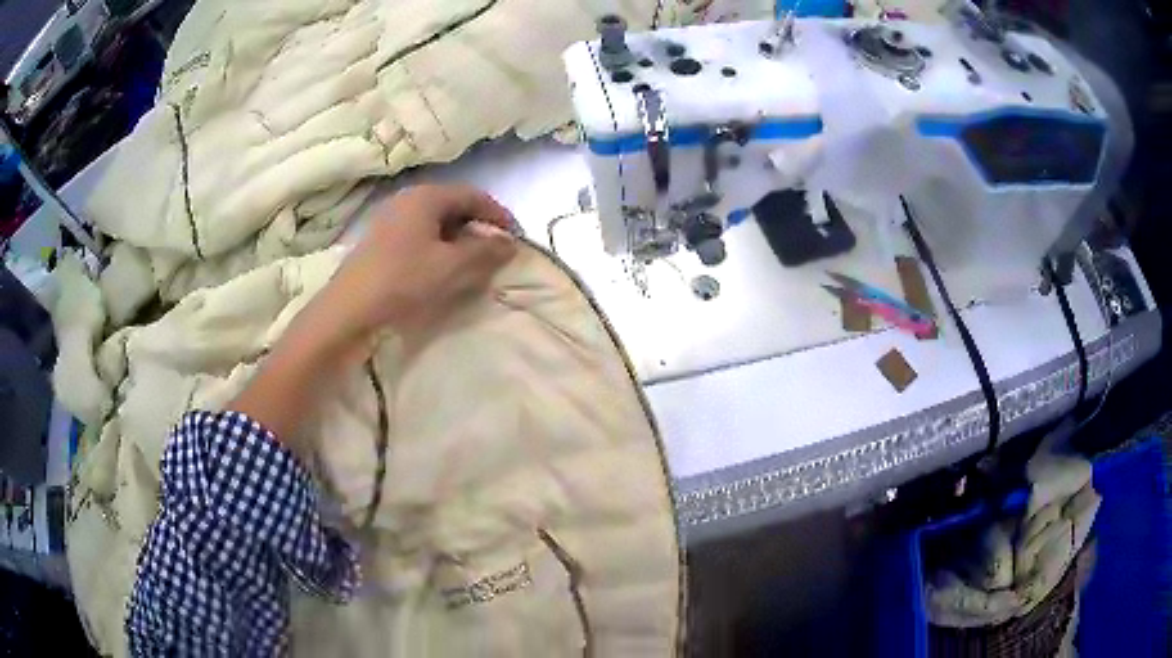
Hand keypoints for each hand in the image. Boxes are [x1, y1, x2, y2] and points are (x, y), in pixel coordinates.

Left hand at [321, 184, 517, 341]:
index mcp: (426, 196)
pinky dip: (438, 249)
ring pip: (436, 223)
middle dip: (478, 227)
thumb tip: (510, 241)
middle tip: (495, 253)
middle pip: (453, 206)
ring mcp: (391, 220)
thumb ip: (485, 251)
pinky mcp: (380, 242)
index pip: (473, 195)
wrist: (348, 311)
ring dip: (458, 240)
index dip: (498, 215)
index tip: (515, 238)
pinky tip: (441, 271)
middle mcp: (407, 200)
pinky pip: (419, 236)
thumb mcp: (451, 266)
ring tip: (472, 265)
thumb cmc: (402, 280)